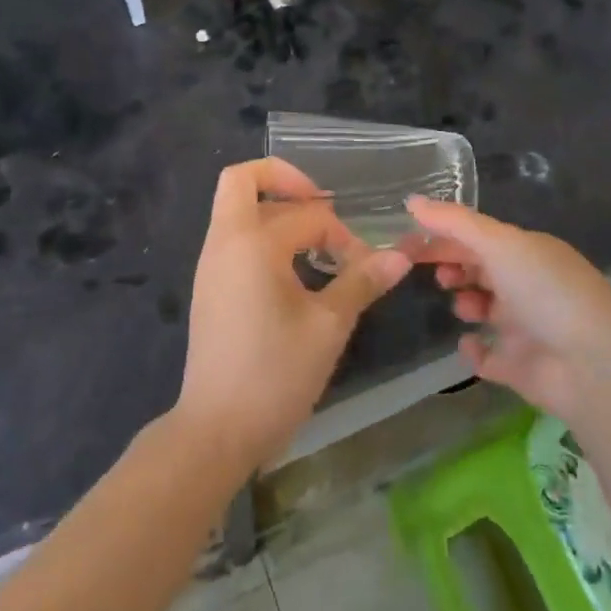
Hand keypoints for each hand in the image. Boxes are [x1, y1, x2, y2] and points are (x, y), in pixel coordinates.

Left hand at [175, 159, 413, 469]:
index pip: (307, 215)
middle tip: (320, 204)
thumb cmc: (275, 375)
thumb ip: (362, 281)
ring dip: (275, 209)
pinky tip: (293, 268)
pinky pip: (235, 237)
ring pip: (238, 209)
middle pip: (243, 181)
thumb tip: (400, 255)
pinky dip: (263, 234)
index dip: (341, 233)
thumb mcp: (328, 326)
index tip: (364, 264)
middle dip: (285, 180)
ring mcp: (211, 263)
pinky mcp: (210, 285)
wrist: (215, 430)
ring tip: (315, 241)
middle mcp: (224, 241)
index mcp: (252, 242)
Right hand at [404, 196, 610, 431]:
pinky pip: (489, 356)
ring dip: (466, 303)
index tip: (407, 241)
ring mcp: (527, 327)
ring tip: (464, 307)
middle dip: (452, 266)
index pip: (477, 237)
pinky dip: (475, 350)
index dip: (442, 236)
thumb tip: (410, 200)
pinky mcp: (522, 368)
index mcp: (528, 252)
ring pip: (485, 309)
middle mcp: (528, 285)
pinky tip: (470, 345)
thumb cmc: (546, 292)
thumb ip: (454, 222)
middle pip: (480, 270)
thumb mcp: (499, 244)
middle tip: (428, 272)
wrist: (593, 367)